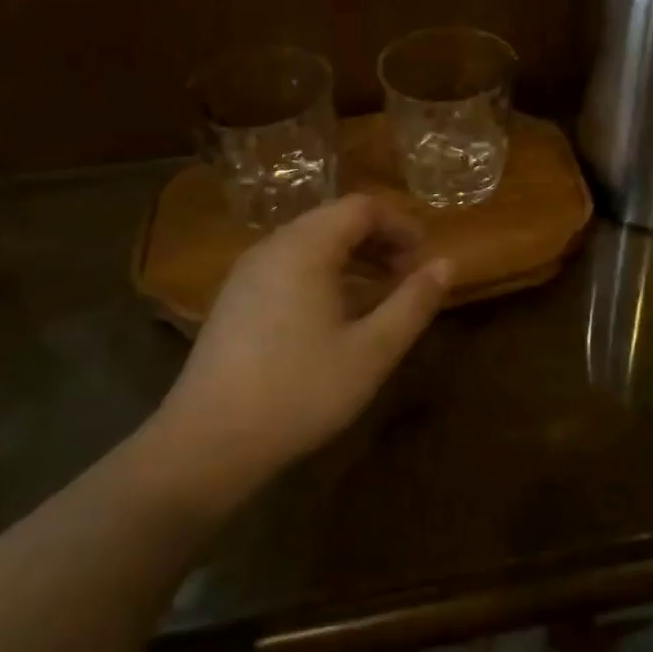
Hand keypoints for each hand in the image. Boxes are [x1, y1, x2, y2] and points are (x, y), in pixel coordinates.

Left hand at [139, 195, 452, 508]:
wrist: (205, 444)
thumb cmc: (299, 391)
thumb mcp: (371, 351)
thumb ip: (413, 303)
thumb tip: (447, 264)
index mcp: (305, 248)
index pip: (361, 207)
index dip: (400, 224)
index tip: (424, 257)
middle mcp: (272, 246)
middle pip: (334, 220)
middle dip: (378, 239)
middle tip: (407, 275)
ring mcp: (247, 272)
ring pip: (310, 242)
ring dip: (352, 256)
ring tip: (379, 292)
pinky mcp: (234, 299)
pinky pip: (289, 265)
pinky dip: (323, 272)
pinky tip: (335, 313)